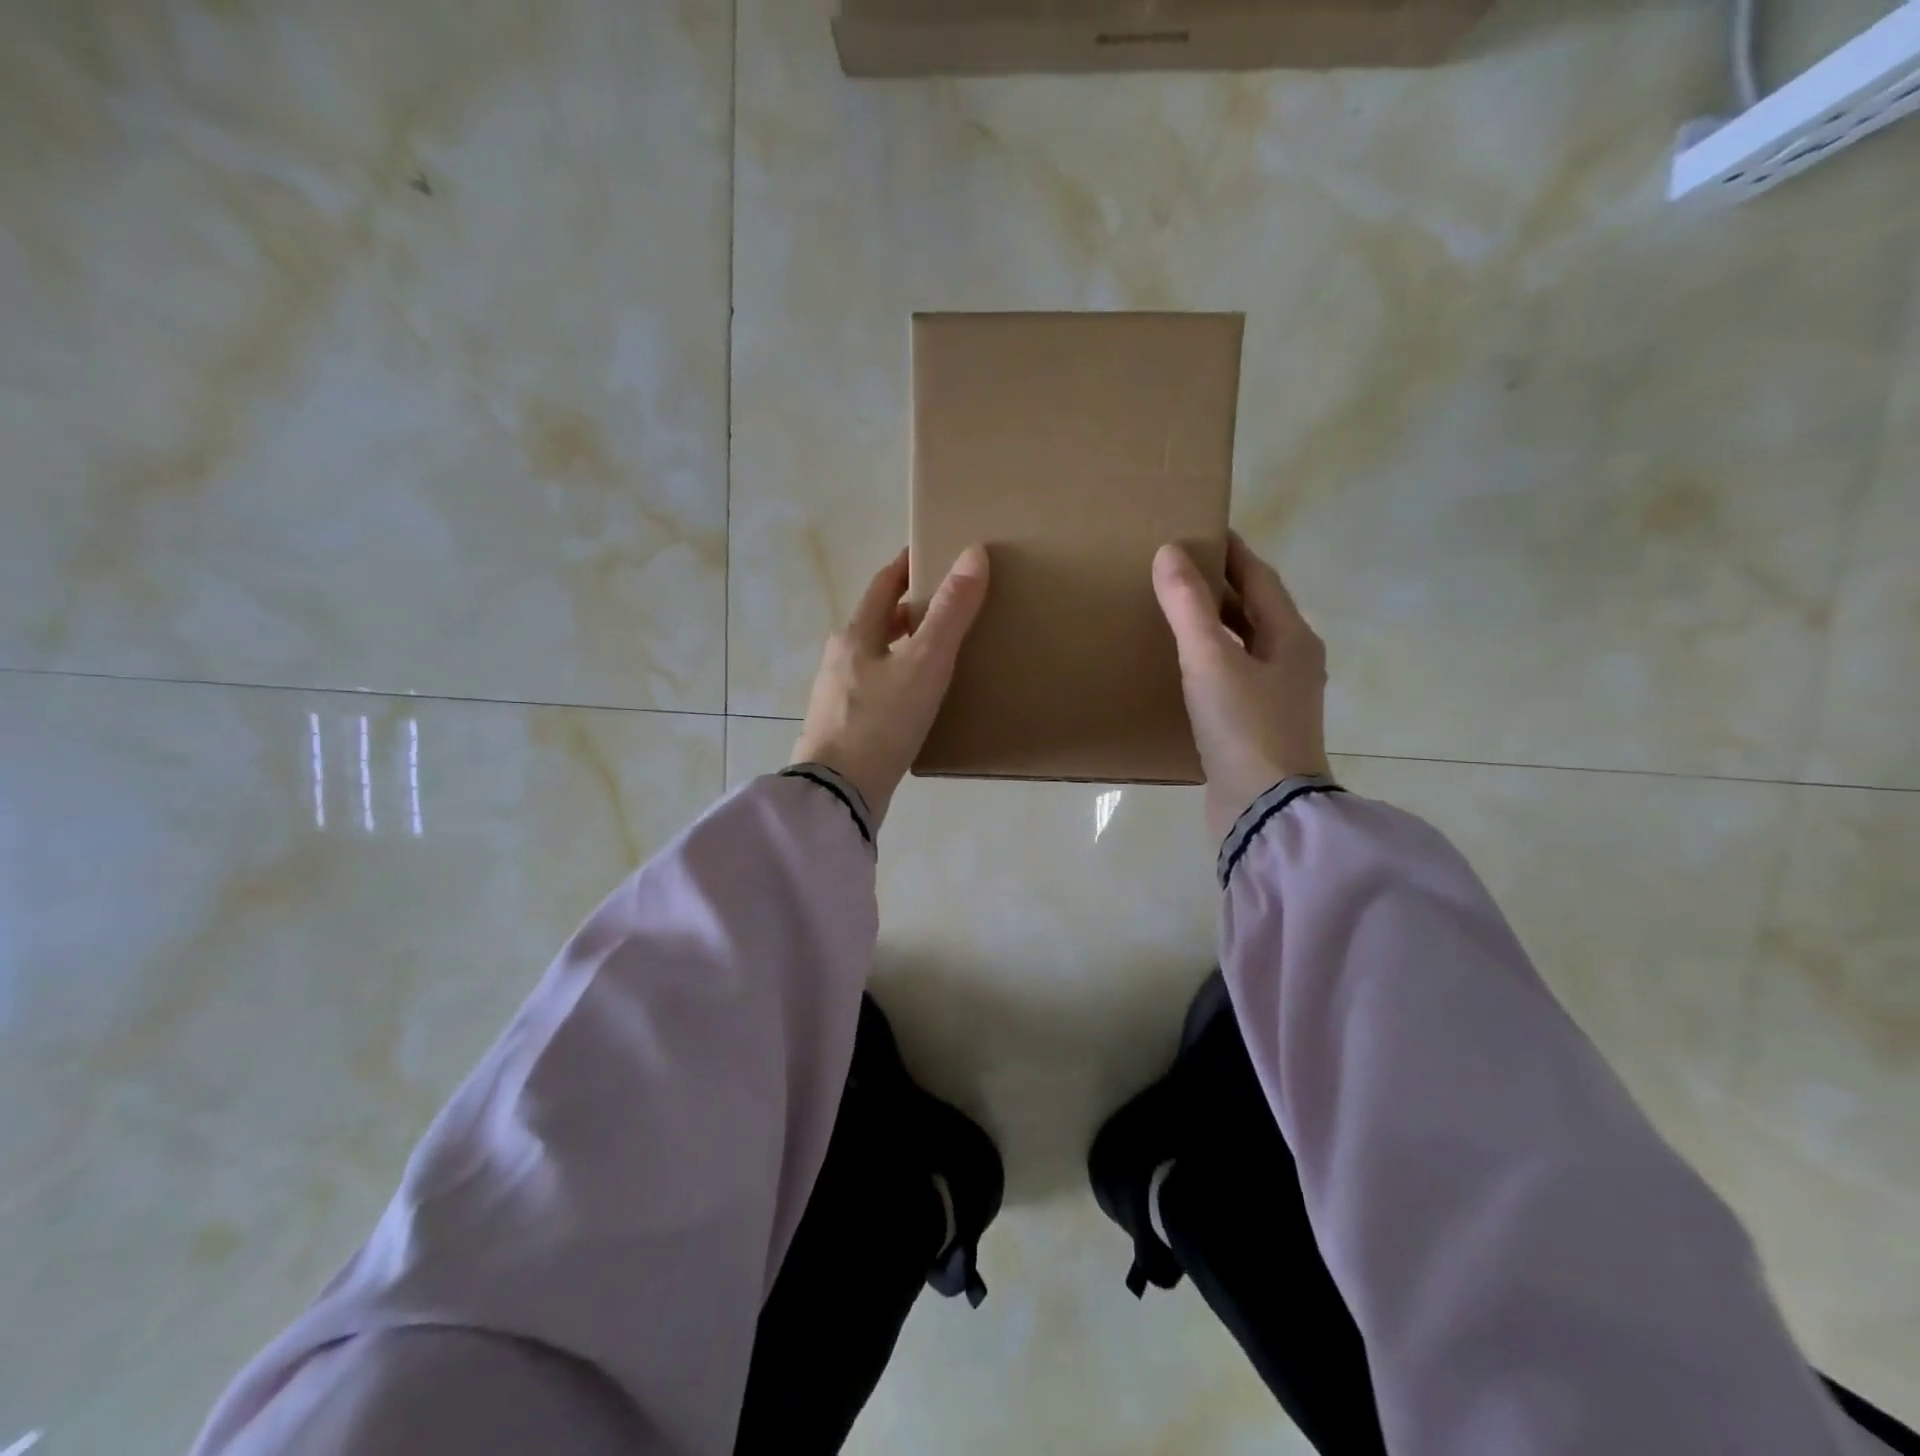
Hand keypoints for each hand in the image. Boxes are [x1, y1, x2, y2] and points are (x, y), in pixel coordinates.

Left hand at [792, 546, 990, 829]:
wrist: (839, 793)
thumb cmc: (881, 721)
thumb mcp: (924, 663)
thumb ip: (950, 612)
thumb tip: (973, 553)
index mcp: (855, 634)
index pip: (882, 585)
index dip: (906, 566)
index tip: (930, 553)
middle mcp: (841, 658)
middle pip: (876, 621)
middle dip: (907, 609)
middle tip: (946, 605)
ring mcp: (838, 694)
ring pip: (876, 656)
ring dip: (903, 646)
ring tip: (938, 650)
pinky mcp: (845, 726)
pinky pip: (876, 688)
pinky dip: (898, 679)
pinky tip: (917, 698)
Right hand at [1153, 533, 1329, 842]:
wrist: (1265, 810)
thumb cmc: (1244, 727)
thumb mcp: (1210, 660)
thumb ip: (1188, 606)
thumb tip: (1169, 553)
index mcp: (1292, 638)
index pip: (1260, 578)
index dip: (1230, 551)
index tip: (1199, 530)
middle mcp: (1293, 662)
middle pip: (1255, 611)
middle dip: (1219, 587)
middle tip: (1176, 570)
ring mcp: (1278, 698)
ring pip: (1243, 646)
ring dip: (1213, 626)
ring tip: (1172, 613)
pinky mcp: (1258, 728)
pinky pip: (1232, 678)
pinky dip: (1209, 663)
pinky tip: (1181, 670)